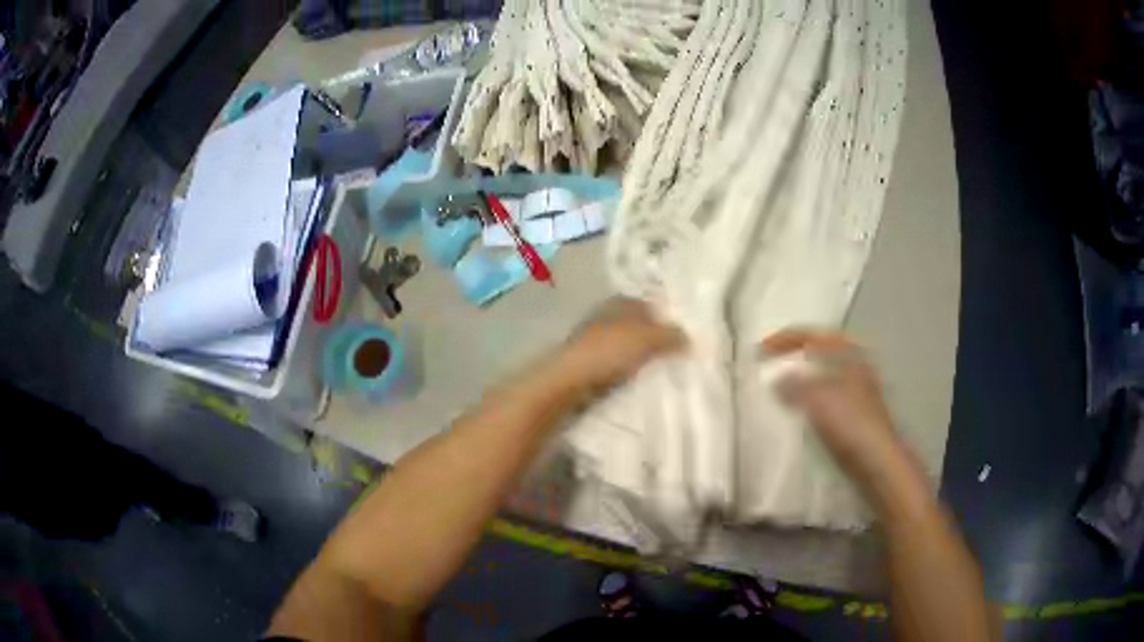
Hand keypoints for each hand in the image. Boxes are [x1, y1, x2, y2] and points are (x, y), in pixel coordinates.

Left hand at [559, 298, 684, 390]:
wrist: (570, 381)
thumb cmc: (609, 351)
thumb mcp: (648, 338)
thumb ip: (671, 335)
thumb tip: (688, 338)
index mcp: (619, 302)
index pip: (650, 303)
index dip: (667, 316)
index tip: (685, 334)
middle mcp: (606, 316)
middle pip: (639, 325)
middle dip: (655, 338)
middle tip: (679, 354)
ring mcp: (595, 340)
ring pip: (627, 345)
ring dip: (642, 357)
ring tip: (664, 371)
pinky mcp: (589, 363)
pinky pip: (617, 364)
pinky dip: (628, 371)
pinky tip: (640, 382)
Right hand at [762, 329, 901, 483]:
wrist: (877, 463)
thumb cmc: (851, 424)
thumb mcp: (818, 398)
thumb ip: (794, 385)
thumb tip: (778, 379)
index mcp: (849, 356)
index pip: (814, 336)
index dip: (786, 339)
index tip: (760, 350)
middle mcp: (856, 369)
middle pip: (822, 353)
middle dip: (797, 357)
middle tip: (773, 364)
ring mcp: (858, 394)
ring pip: (825, 378)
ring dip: (803, 380)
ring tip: (781, 390)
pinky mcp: (855, 419)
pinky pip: (826, 400)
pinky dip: (810, 401)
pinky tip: (799, 416)